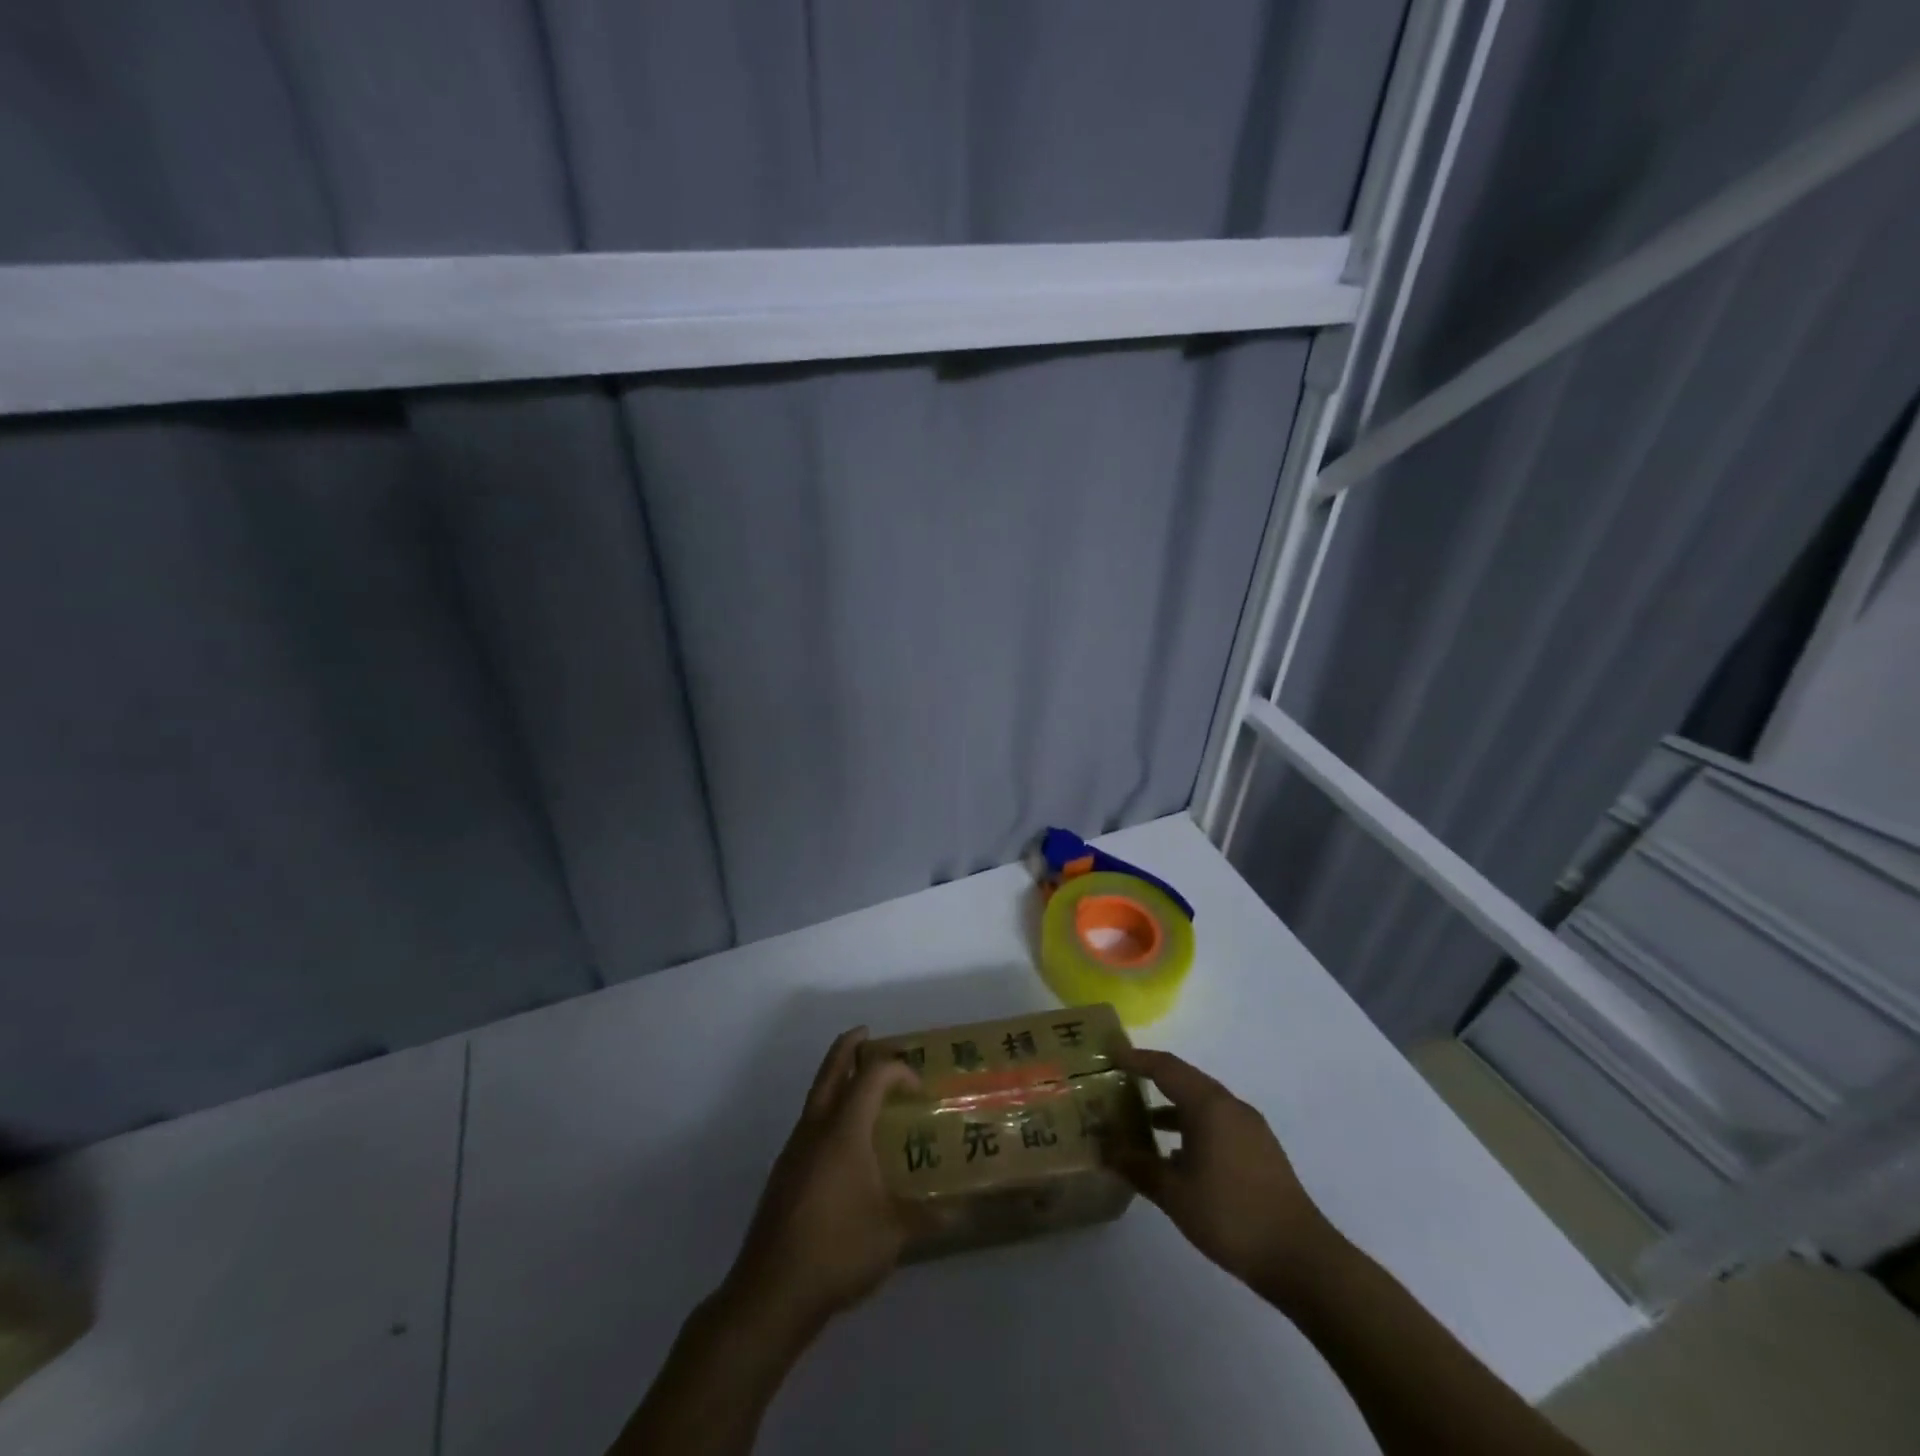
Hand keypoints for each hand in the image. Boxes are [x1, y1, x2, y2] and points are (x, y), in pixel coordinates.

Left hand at [723, 1027, 922, 1331]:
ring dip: (835, 1078)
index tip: (918, 1088)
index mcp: (844, 1129)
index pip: (871, 1076)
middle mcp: (816, 1128)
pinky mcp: (784, 1174)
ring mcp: (795, 1150)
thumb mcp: (893, 1234)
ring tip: (858, 1084)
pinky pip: (810, 1123)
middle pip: (831, 1071)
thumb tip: (960, 1215)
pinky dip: (827, 1111)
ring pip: (816, 1096)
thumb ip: (926, 1218)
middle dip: (848, 1047)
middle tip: (866, 1033)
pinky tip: (842, 1142)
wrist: (771, 1291)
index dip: (897, 1070)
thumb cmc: (838, 1249)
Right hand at [1112, 1047, 1337, 1304]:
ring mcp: (1250, 1128)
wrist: (1300, 1258)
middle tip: (1123, 1082)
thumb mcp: (1175, 1194)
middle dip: (1153, 1078)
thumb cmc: (1231, 1216)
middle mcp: (1231, 1106)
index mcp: (1209, 1106)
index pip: (1166, 1068)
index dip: (1137, 1058)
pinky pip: (1218, 1123)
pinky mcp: (1260, 1150)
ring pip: (1203, 1103)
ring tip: (1143, 1121)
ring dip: (1174, 1106)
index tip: (1111, 1054)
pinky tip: (1178, 1156)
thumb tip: (1106, 1150)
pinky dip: (1193, 1126)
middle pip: (1186, 1080)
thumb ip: (1138, 1167)